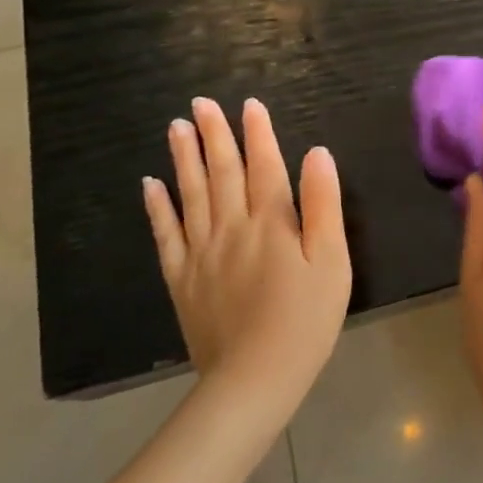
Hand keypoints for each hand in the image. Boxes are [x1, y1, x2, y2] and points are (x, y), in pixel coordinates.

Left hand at [142, 98, 350, 422]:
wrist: (255, 378)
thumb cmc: (305, 319)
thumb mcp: (332, 261)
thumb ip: (324, 205)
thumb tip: (318, 154)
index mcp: (272, 222)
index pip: (264, 166)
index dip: (258, 133)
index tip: (249, 105)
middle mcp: (232, 227)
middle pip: (222, 172)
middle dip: (214, 135)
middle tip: (201, 104)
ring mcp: (201, 252)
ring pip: (191, 195)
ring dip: (184, 159)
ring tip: (176, 128)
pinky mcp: (182, 279)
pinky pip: (165, 234)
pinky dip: (157, 207)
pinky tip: (150, 185)